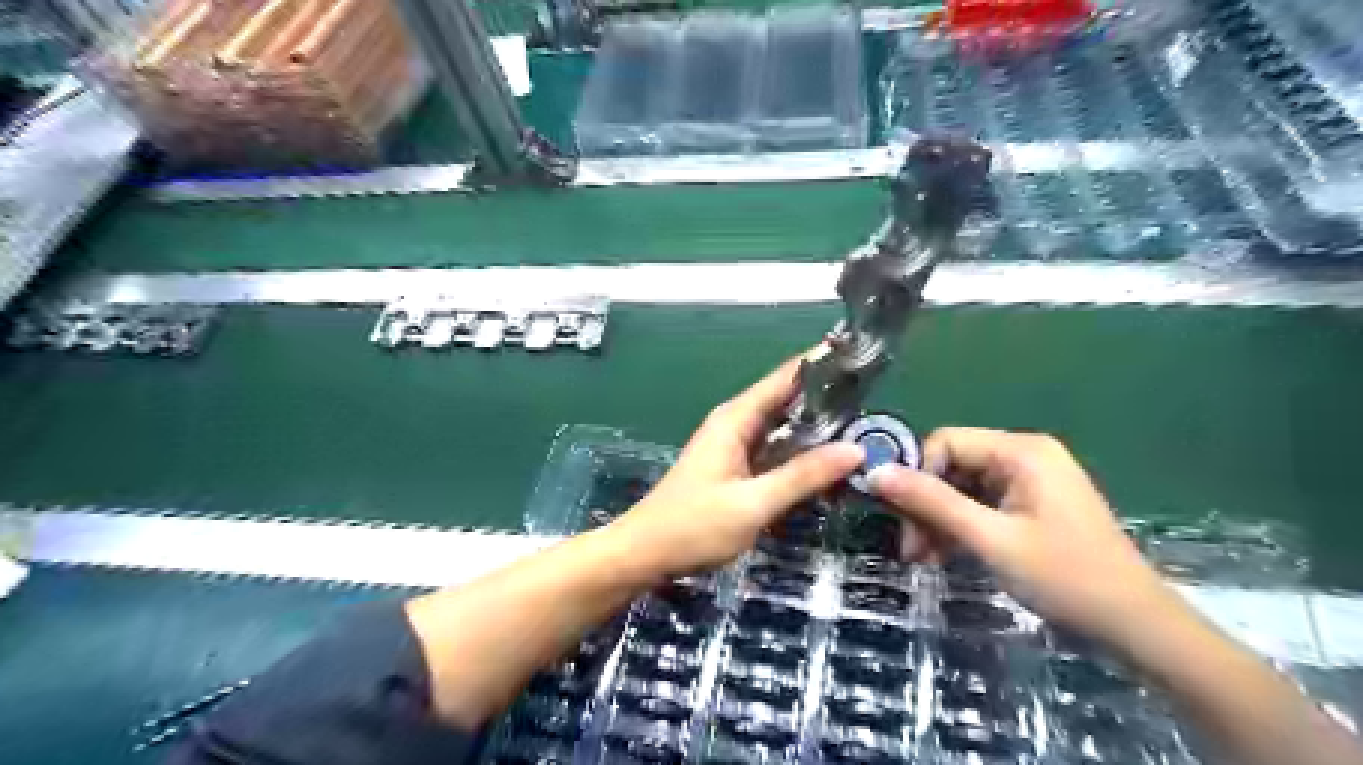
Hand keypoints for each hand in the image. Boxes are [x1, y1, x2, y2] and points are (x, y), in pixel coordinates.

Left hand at [607, 356, 859, 577]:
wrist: (644, 553)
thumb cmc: (693, 526)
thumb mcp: (753, 504)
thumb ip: (803, 476)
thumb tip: (854, 450)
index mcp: (736, 419)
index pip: (784, 378)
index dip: (820, 364)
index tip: (860, 357)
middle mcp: (736, 424)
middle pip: (786, 400)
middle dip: (826, 399)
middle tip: (875, 402)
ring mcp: (734, 446)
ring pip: (783, 428)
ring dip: (816, 429)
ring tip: (863, 428)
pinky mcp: (736, 468)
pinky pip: (775, 451)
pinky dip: (800, 453)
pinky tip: (827, 463)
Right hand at [873, 426, 1169, 641]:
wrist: (1136, 627)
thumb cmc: (1065, 578)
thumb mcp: (991, 539)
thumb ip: (932, 502)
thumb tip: (875, 473)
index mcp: (1021, 451)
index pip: (944, 443)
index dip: (916, 475)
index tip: (899, 517)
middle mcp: (1023, 456)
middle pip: (951, 465)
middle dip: (925, 504)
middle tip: (910, 548)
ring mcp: (1028, 481)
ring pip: (961, 487)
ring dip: (938, 520)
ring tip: (922, 558)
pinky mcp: (1030, 505)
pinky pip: (979, 504)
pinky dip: (958, 527)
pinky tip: (943, 555)